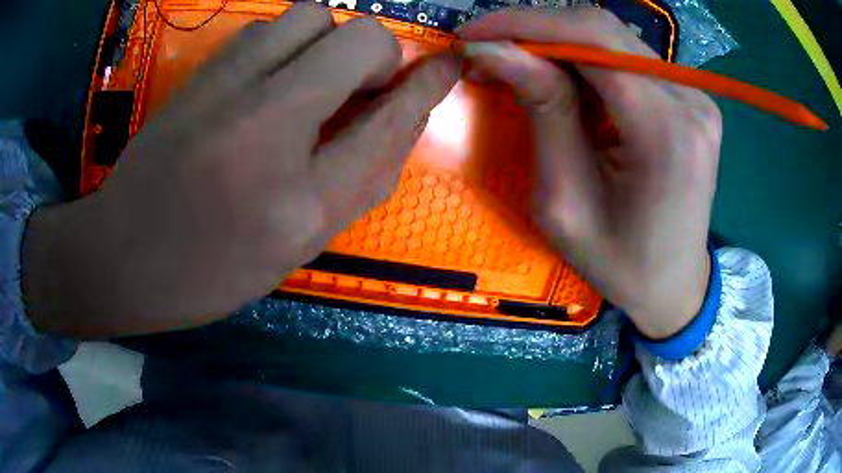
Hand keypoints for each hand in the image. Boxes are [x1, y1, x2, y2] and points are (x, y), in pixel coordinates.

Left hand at [22, 4, 460, 336]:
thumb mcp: (293, 247)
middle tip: (361, 87)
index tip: (449, 65)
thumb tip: (398, 124)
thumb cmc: (207, 270)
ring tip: (312, 81)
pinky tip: (269, 79)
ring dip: (328, 42)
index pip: (389, 121)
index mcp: (299, 200)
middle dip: (377, 56)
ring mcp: (225, 88)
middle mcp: (267, 125)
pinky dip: (285, 43)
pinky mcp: (199, 73)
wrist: (121, 256)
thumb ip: (356, 183)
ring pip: (309, 16)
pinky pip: (264, 28)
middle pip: (358, 39)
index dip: (427, 86)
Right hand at [458, 8, 721, 337]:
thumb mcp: (566, 199)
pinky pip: (628, 58)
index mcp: (666, 132)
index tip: (472, 35)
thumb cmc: (620, 263)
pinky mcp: (690, 97)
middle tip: (489, 48)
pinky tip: (560, 76)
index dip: (525, 25)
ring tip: (517, 62)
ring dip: (558, 41)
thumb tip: (493, 50)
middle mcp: (690, 99)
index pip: (592, 42)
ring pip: (614, 39)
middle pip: (603, 29)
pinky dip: (585, 58)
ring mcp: (695, 95)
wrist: (674, 285)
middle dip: (536, 29)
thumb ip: (542, 110)